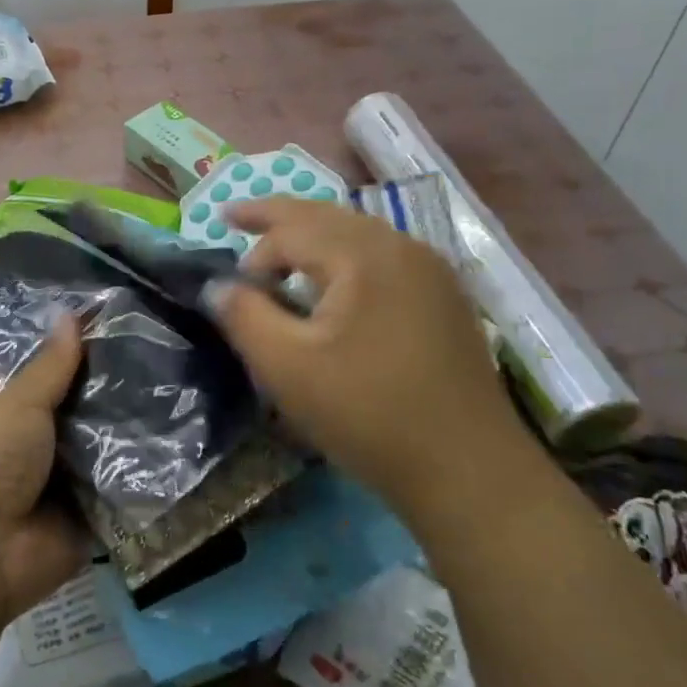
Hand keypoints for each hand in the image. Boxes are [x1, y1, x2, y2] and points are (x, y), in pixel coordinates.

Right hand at [208, 198, 511, 489]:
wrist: (469, 471)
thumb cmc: (369, 415)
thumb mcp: (288, 368)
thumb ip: (244, 316)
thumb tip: (216, 285)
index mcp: (364, 255)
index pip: (291, 232)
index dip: (254, 258)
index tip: (233, 296)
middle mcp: (401, 247)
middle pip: (327, 216)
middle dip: (278, 216)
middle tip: (236, 215)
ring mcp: (431, 271)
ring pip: (357, 232)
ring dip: (313, 233)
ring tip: (280, 245)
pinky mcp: (444, 298)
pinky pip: (382, 256)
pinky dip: (345, 255)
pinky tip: (333, 280)